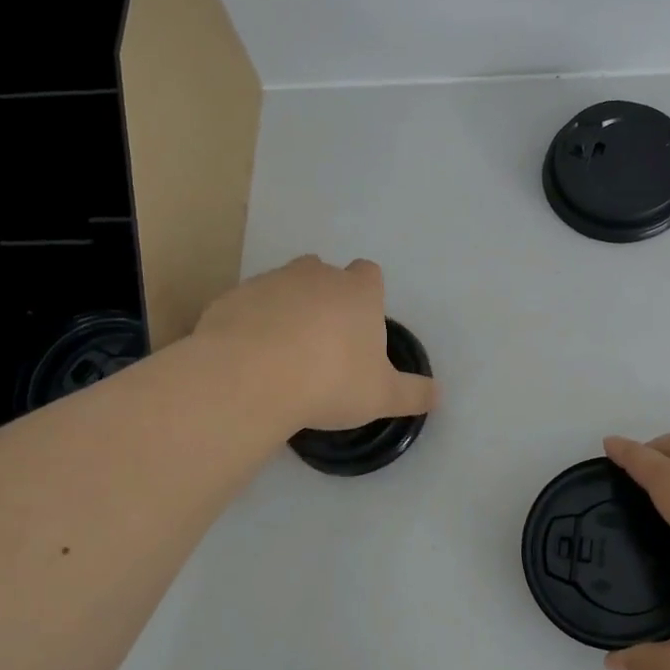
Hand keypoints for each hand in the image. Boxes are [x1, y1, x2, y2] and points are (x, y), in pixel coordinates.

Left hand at [194, 255, 438, 431]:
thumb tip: (438, 395)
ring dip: (286, 310)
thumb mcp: (382, 396)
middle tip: (323, 342)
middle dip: (324, 298)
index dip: (367, 295)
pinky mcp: (232, 298)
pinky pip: (248, 306)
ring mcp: (270, 282)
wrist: (252, 377)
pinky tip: (251, 358)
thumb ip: (413, 394)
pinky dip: (251, 325)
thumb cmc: (331, 381)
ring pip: (283, 286)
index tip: (361, 325)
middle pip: (324, 273)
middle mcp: (316, 275)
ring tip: (284, 353)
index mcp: (358, 292)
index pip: (369, 275)